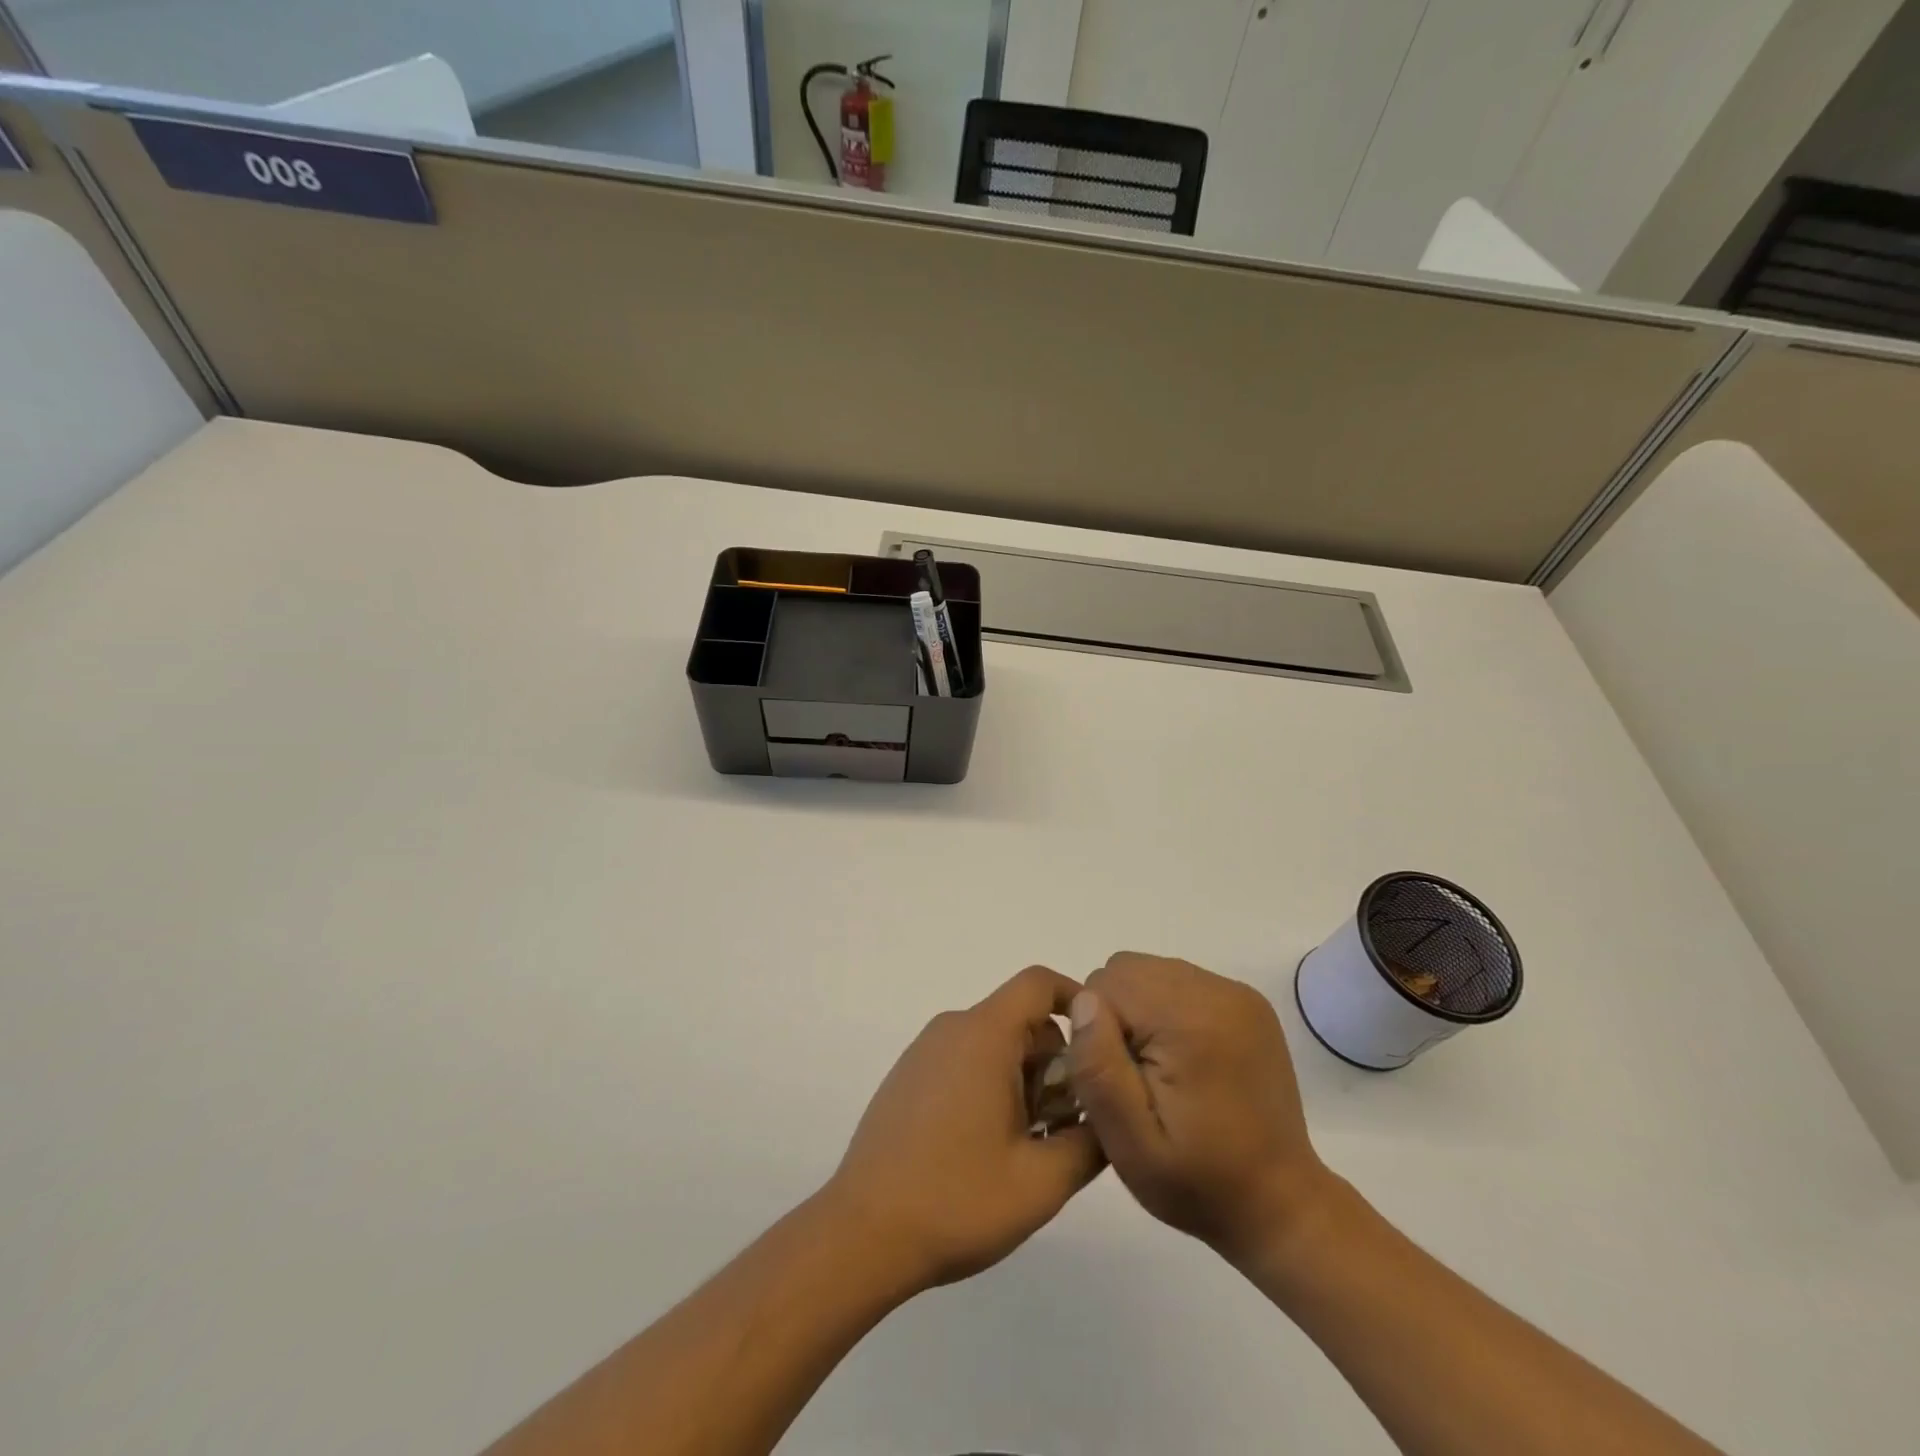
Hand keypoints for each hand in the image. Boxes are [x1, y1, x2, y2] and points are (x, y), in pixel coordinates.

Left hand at [826, 966, 1105, 1293]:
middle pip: (1020, 1020)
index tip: (1100, 1044)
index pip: (1038, 983)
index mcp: (984, 1034)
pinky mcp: (908, 1076)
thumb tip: (1108, 1114)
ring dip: (1023, 1080)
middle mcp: (952, 1028)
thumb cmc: (957, 1199)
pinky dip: (990, 1085)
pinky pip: (964, 1060)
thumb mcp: (1042, 1182)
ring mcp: (924, 1051)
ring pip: (994, 1043)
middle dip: (1054, 1062)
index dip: (1076, 1000)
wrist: (863, 1234)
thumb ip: (1091, 1142)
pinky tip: (987, 1146)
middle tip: (1062, 1125)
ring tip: (1026, 1145)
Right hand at [1067, 952, 1333, 1267]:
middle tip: (1135, 1075)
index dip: (1096, 1031)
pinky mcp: (1246, 1002)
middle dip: (1116, 1015)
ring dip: (1140, 1011)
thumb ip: (1099, 1069)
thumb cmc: (1198, 1181)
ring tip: (1158, 1068)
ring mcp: (1236, 992)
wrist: (1279, 1203)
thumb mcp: (1130, 1144)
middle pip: (1126, 969)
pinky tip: (1182, 1058)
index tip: (1117, 1081)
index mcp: (1189, 1019)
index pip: (1104, 985)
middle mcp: (1216, 991)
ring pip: (1151, 972)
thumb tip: (1084, 1001)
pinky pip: (1179, 982)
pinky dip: (1166, 1011)